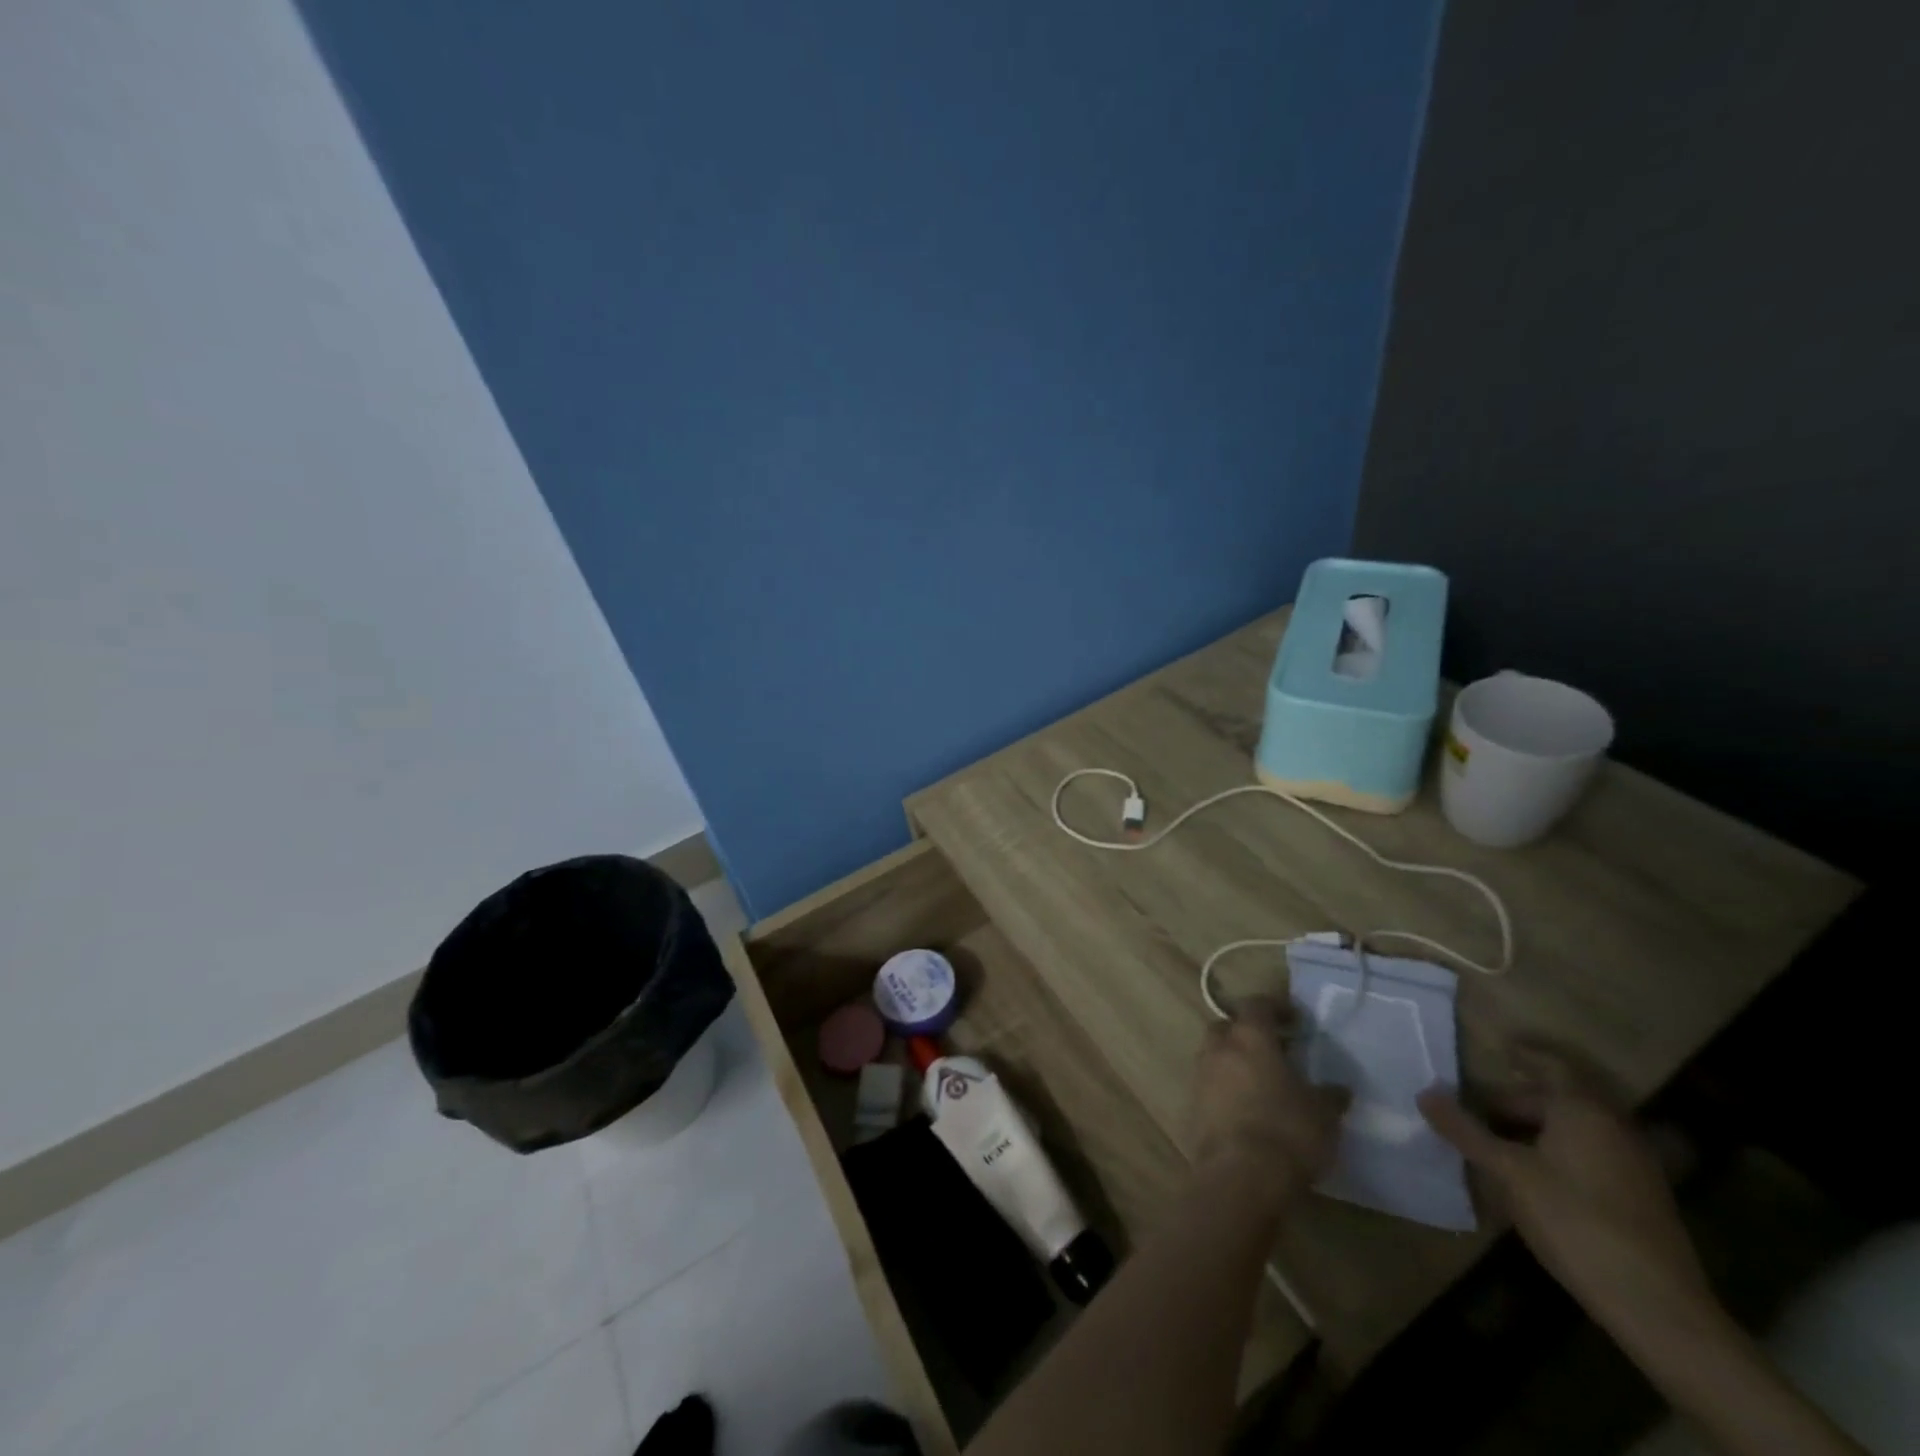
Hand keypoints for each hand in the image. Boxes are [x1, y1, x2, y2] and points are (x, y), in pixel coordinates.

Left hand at [1190, 998, 1347, 1208]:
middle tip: (1272, 1049)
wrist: (1240, 1175)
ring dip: (1233, 1061)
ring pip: (1215, 1055)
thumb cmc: (1287, 1132)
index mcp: (1250, 1037)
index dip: (1275, 1007)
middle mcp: (1219, 1048)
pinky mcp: (1192, 1105)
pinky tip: (1245, 1109)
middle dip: (1246, 1032)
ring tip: (1261, 1082)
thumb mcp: (1323, 1115)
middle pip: (1227, 1026)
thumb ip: (1329, 1096)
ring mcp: (1200, 1075)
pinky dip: (1224, 1089)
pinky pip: (1209, 1085)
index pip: (1257, 1005)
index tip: (1293, 1018)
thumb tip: (1339, 1090)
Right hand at [1418, 1051, 1713, 1338]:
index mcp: (1583, 1110)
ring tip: (1494, 1142)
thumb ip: (1465, 1130)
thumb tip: (1425, 1093)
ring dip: (1534, 1128)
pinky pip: (1590, 1155)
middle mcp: (1614, 1127)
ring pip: (1574, 1129)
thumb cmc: (1575, 1221)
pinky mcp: (1640, 1198)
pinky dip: (1556, 1151)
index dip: (1522, 1053)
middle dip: (1515, 1100)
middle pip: (1558, 1098)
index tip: (1495, 1048)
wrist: (1657, 1307)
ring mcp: (1633, 1164)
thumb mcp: (1507, 1172)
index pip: (1550, 1064)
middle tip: (1475, 1109)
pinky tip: (1531, 1177)